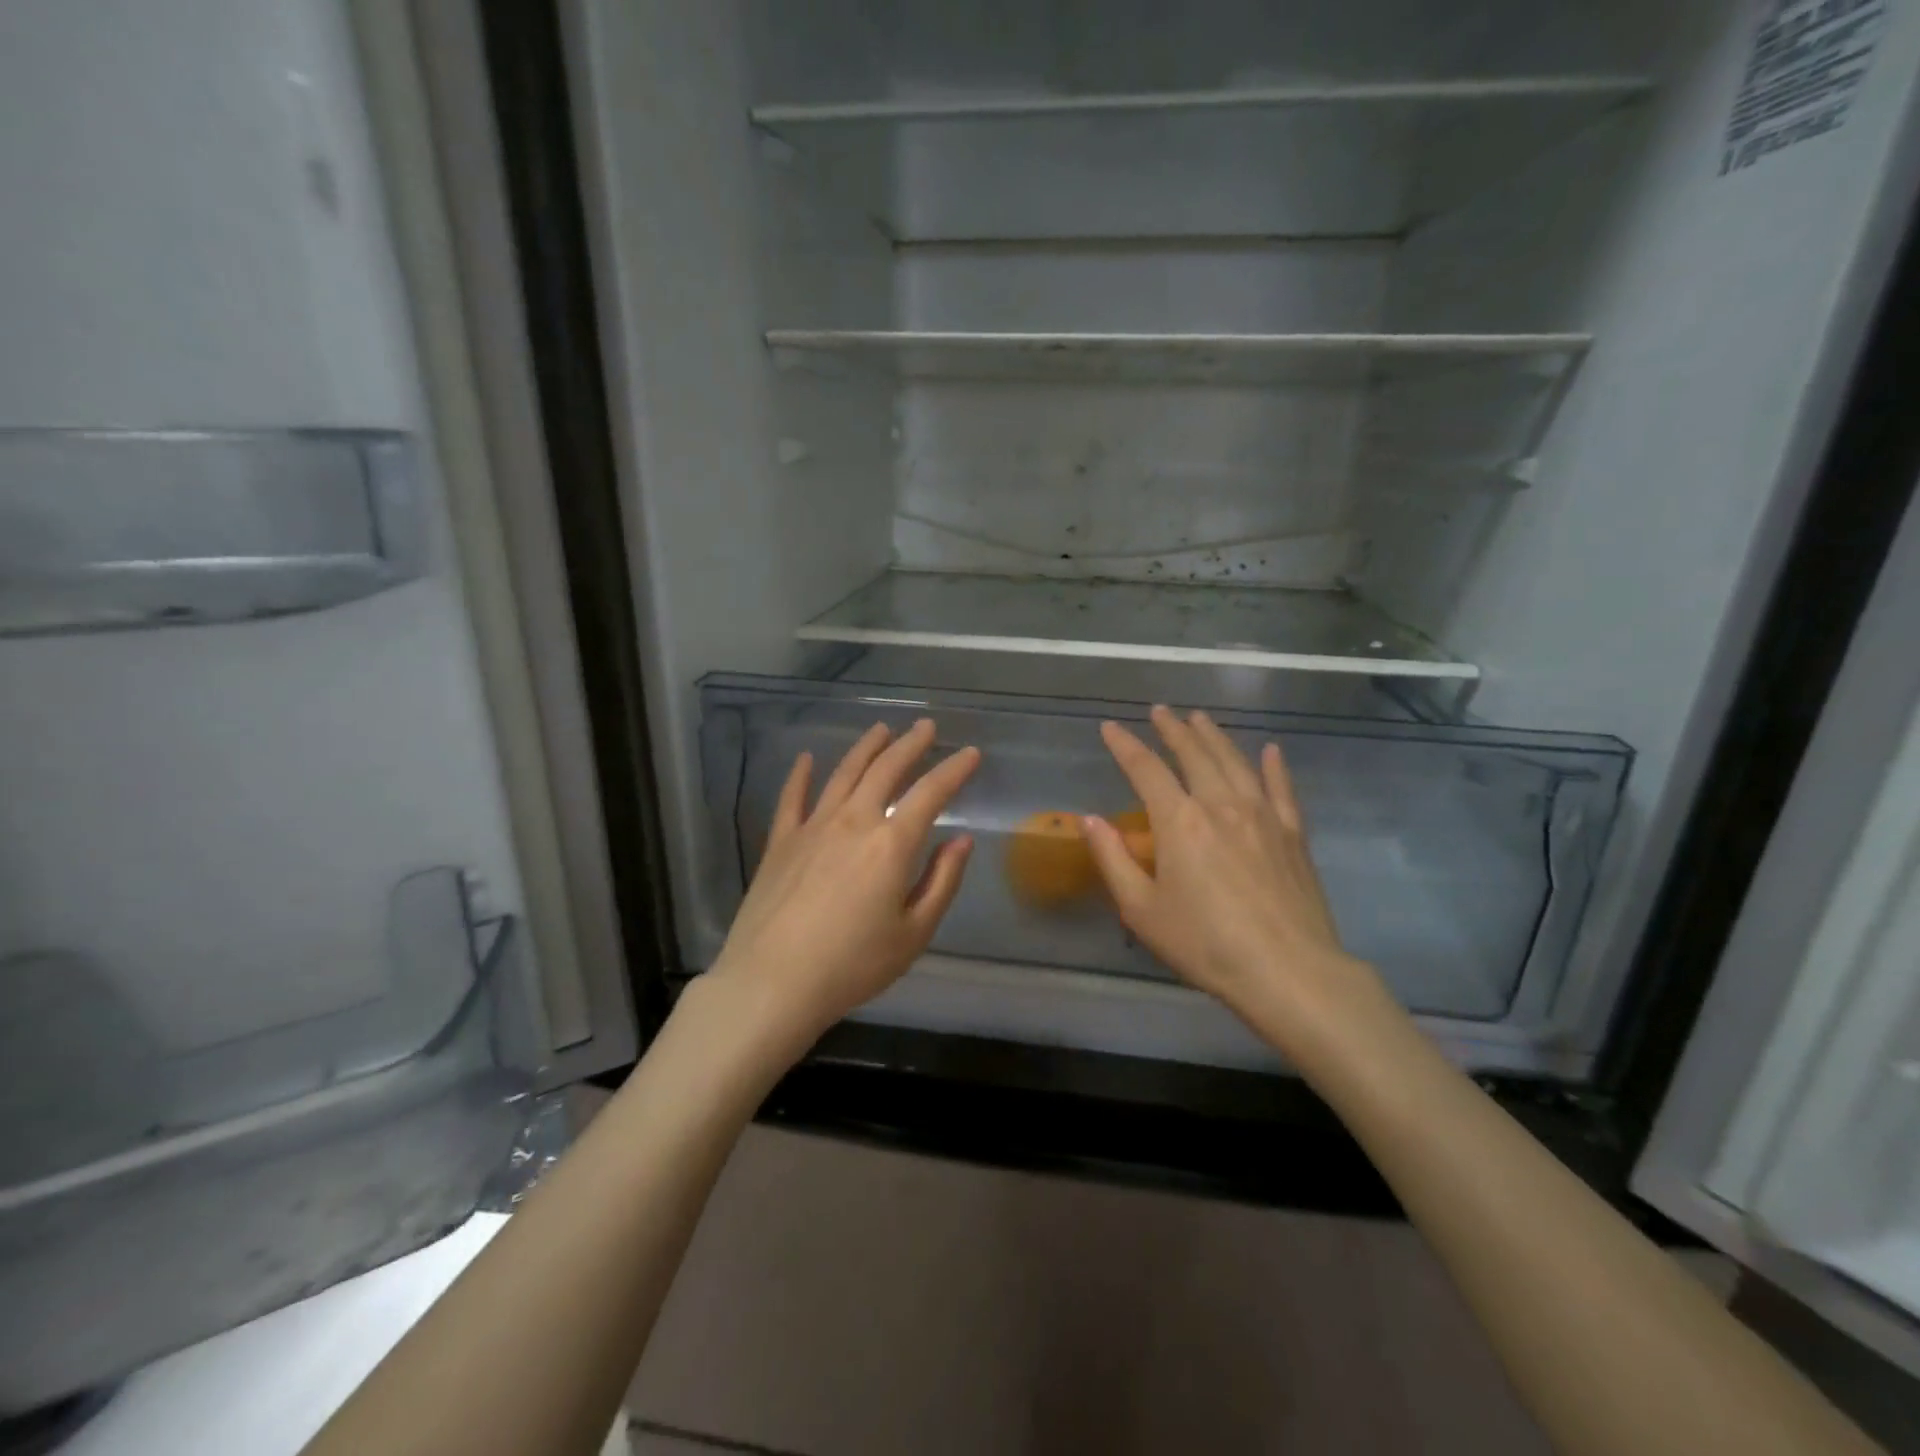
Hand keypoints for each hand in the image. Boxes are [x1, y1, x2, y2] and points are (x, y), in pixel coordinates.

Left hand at [708, 718, 979, 1048]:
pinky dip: (801, 774)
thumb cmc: (852, 965)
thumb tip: (961, 841)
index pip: (930, 793)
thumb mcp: (913, 933)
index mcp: (891, 843)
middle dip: (910, 744)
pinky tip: (806, 758)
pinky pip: (792, 797)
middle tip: (925, 727)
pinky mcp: (780, 842)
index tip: (971, 753)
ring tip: (881, 729)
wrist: (772, 984)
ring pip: (843, 773)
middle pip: (885, 770)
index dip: (954, 769)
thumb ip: (942, 881)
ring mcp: (812, 827)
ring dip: (865, 748)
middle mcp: (853, 821)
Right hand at [1083, 706, 1390, 1062]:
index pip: (1146, 770)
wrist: (1288, 971)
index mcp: (1179, 821)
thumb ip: (1113, 859)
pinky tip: (1271, 750)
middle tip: (1160, 710)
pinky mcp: (1292, 834)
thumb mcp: (1142, 909)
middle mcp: (1221, 805)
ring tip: (1200, 718)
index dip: (1125, 746)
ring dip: (1215, 737)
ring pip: (1235, 762)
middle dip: (1173, 730)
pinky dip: (1274, 766)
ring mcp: (1262, 815)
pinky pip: (1282, 788)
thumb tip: (1089, 819)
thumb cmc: (1205, 943)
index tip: (1110, 727)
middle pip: (1194, 755)